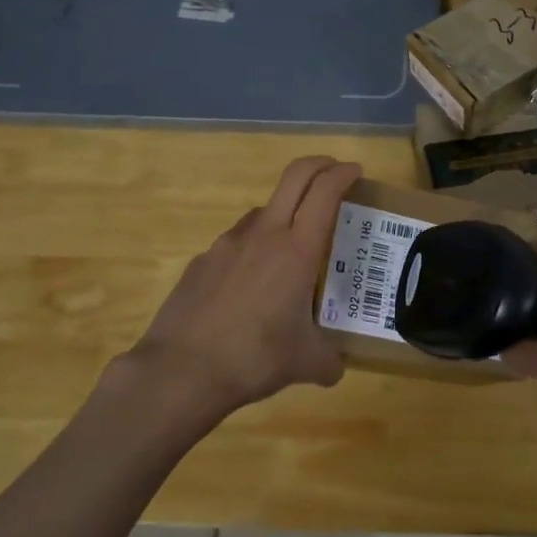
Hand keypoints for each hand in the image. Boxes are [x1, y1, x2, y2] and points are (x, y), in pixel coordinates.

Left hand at [123, 156, 360, 427]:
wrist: (181, 370)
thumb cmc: (254, 358)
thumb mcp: (306, 362)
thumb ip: (329, 359)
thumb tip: (337, 367)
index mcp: (297, 250)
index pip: (325, 192)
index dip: (343, 174)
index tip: (355, 171)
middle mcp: (264, 235)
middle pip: (294, 177)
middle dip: (318, 166)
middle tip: (333, 173)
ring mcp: (228, 244)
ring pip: (263, 211)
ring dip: (284, 213)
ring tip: (292, 247)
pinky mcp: (202, 260)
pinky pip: (236, 244)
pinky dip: (252, 250)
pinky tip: (250, 285)